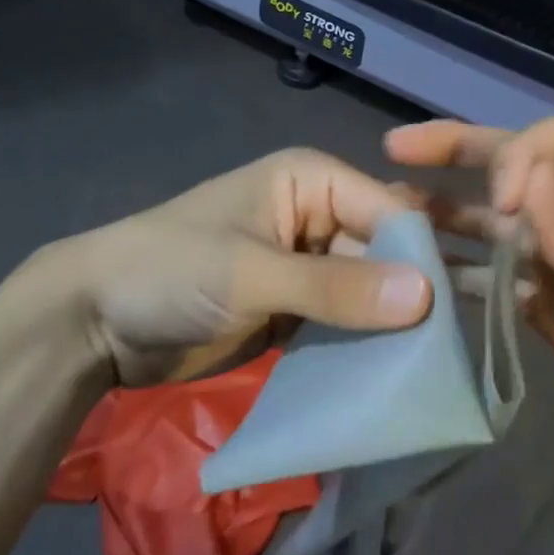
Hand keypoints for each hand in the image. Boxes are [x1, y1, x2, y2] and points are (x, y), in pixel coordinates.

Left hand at [30, 148, 433, 385]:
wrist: (93, 320)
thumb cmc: (172, 270)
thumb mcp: (253, 274)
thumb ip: (337, 287)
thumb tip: (426, 297)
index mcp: (314, 180)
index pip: (389, 211)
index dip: (422, 256)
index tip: (458, 309)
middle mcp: (320, 216)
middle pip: (384, 253)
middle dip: (414, 294)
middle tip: (460, 342)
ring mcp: (309, 266)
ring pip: (369, 292)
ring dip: (394, 325)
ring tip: (445, 363)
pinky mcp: (296, 309)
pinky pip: (344, 323)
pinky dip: (364, 346)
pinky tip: (399, 374)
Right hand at [386, 117, 553, 484]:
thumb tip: (527, 173)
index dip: (520, 156)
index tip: (503, 201)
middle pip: (517, 170)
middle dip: (459, 154)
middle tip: (397, 150)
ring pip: (498, 226)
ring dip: (449, 215)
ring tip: (390, 212)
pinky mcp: (552, 310)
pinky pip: (499, 282)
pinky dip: (464, 277)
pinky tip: (421, 277)